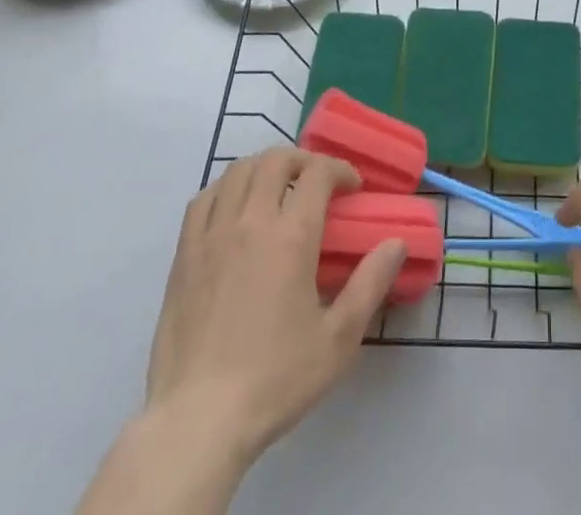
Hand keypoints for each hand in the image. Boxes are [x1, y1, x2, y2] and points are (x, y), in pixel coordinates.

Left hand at [146, 146, 405, 467]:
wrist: (198, 421)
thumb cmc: (275, 379)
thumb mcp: (338, 339)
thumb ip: (370, 284)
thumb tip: (397, 243)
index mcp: (291, 236)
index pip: (318, 173)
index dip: (340, 170)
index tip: (352, 188)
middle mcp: (251, 221)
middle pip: (275, 159)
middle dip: (302, 160)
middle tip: (317, 181)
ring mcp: (212, 235)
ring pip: (238, 171)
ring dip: (264, 168)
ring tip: (278, 187)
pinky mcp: (184, 255)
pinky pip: (204, 199)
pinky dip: (225, 189)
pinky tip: (235, 208)